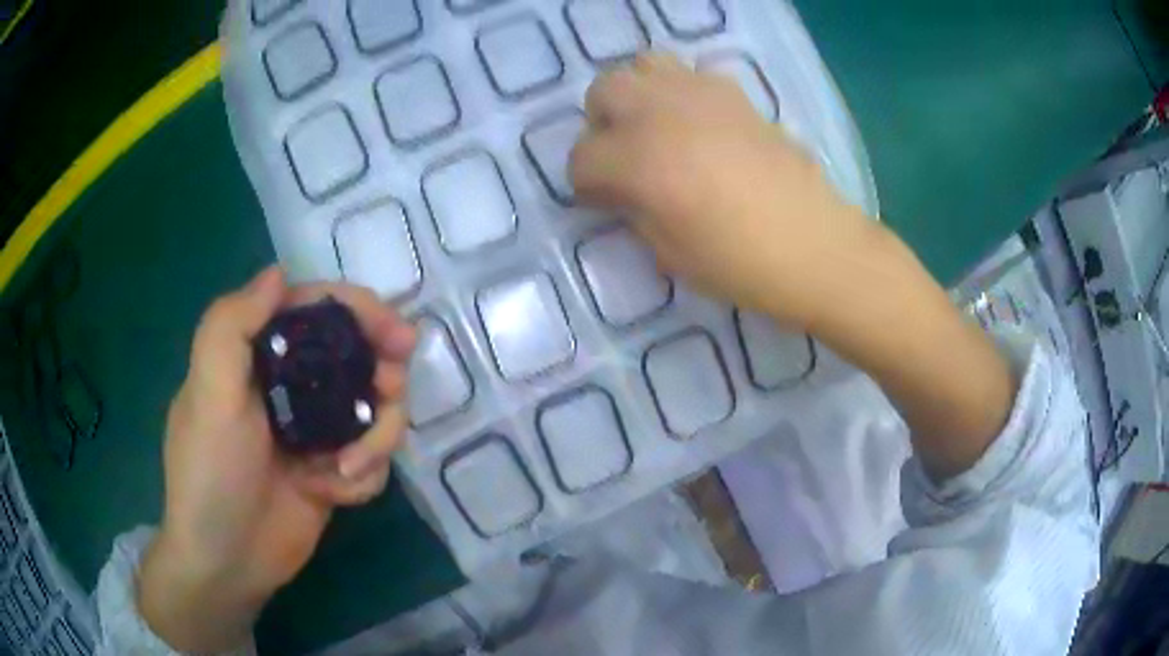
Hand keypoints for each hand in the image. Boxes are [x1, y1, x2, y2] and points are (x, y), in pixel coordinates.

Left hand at [137, 267, 415, 652]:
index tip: (397, 334)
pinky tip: (335, 494)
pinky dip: (363, 475)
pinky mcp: (333, 471)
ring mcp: (315, 431)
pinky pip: (372, 459)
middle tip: (392, 391)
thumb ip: (232, 325)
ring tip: (350, 468)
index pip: (316, 311)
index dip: (361, 311)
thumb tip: (278, 272)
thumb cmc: (210, 473)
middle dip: (382, 372)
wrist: (228, 562)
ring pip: (374, 410)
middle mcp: (290, 386)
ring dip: (376, 436)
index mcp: (259, 356)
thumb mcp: (208, 393)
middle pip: (357, 356)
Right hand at [570, 53, 877, 328]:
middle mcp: (662, 113)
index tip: (603, 201)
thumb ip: (632, 209)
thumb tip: (621, 188)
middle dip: (602, 123)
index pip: (583, 156)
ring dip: (637, 95)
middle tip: (623, 156)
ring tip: (655, 129)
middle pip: (604, 90)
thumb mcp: (667, 252)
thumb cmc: (740, 264)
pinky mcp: (735, 94)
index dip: (586, 183)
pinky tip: (697, 126)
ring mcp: (701, 95)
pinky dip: (678, 92)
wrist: (814, 246)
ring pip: (644, 65)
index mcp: (640, 160)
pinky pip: (689, 73)